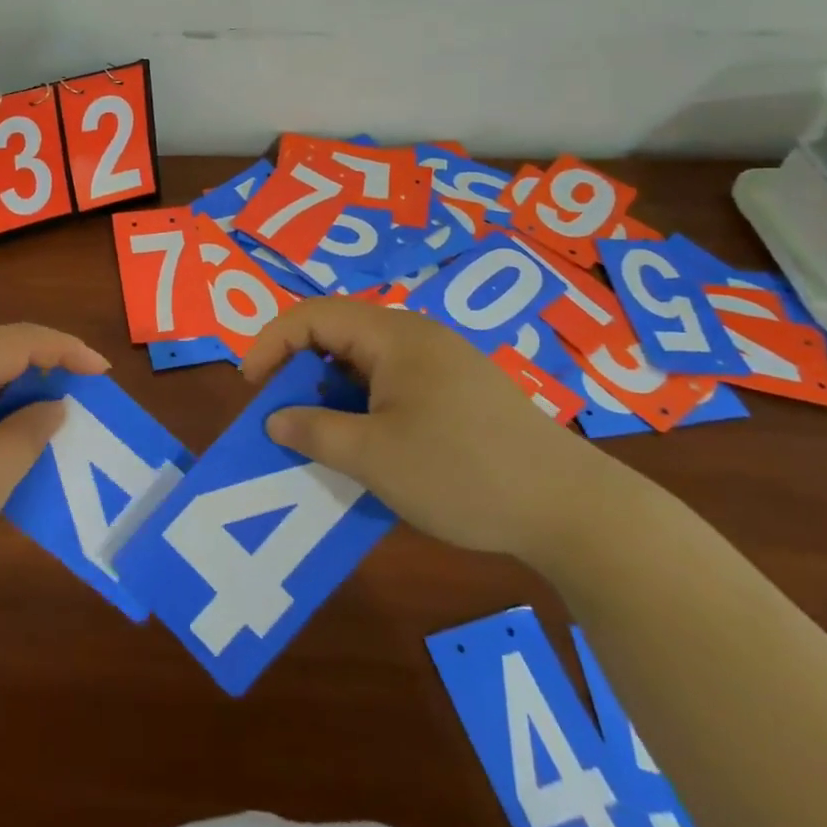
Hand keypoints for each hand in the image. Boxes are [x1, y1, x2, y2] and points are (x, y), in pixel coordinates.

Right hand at [243, 299, 618, 559]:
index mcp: (392, 335)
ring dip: (332, 394)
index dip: (271, 343)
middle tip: (283, 415)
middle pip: (338, 334)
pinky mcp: (460, 394)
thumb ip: (315, 432)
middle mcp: (416, 337)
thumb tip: (276, 419)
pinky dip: (365, 408)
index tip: (253, 388)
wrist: (573, 510)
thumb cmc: (462, 472)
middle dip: (299, 370)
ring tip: (321, 435)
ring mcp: (442, 365)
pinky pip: (393, 386)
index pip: (312, 315)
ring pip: (365, 364)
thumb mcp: (374, 457)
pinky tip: (369, 448)